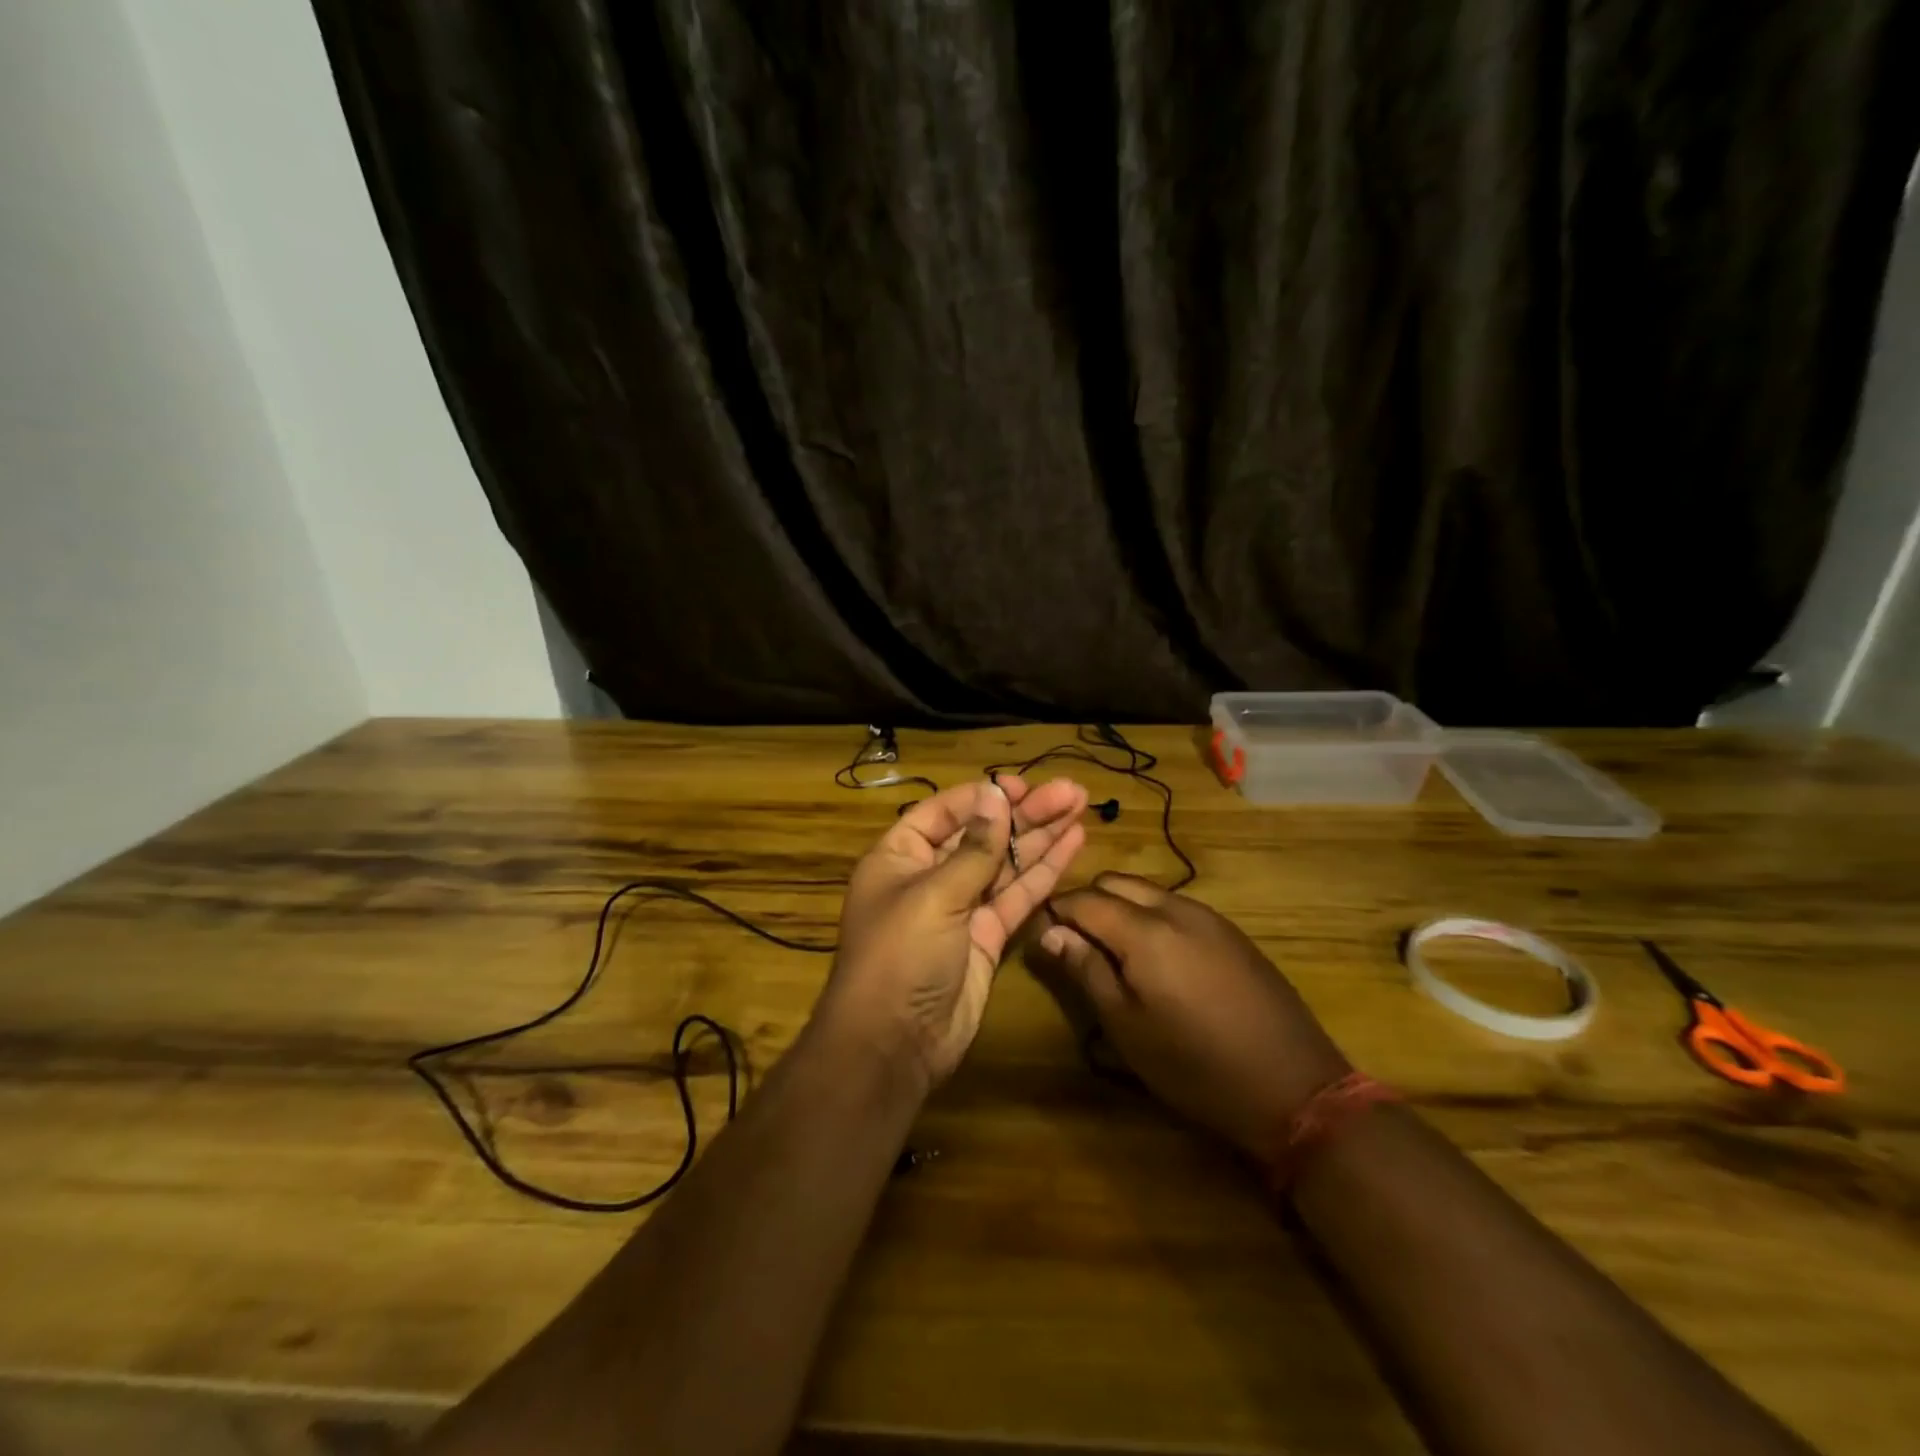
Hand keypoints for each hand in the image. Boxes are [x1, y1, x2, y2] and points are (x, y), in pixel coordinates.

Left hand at [826, 775, 1088, 1086]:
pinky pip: (1017, 897)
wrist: (895, 1045)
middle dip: (1025, 813)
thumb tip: (994, 796)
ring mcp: (961, 908)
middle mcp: (930, 876)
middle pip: (982, 834)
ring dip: (1041, 837)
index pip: (944, 812)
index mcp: (900, 857)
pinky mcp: (987, 937)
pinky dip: (1043, 874)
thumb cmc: (900, 956)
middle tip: (1071, 792)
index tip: (1023, 786)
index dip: (984, 797)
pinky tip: (1072, 846)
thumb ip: (974, 849)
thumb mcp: (934, 895)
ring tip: (1081, 807)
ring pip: (1006, 863)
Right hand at [1038, 873, 1350, 1157]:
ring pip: (1148, 890)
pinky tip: (1156, 960)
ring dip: (1120, 908)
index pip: (1084, 898)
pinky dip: (1151, 917)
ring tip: (1112, 953)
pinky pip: (1177, 906)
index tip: (1041, 935)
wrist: (1294, 1086)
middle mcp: (1176, 908)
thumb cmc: (1195, 1066)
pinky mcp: (1231, 932)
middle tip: (1075, 945)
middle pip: (1116, 882)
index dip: (1056, 912)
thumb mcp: (1127, 1027)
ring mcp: (1209, 917)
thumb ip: (1086, 970)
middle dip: (1087, 902)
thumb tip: (1049, 932)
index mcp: (1145, 930)